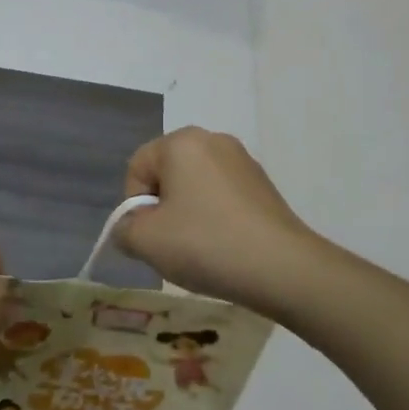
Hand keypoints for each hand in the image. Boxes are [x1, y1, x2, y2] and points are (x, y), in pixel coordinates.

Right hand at [113, 127, 322, 312]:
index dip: (135, 206)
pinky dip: (216, 219)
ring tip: (202, 251)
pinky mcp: (264, 185)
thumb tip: (132, 227)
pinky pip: (223, 197)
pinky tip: (226, 248)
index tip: (152, 236)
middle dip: (163, 209)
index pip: (137, 168)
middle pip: (167, 175)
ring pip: (195, 188)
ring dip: (189, 215)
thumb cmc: (206, 245)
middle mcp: (213, 140)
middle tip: (173, 245)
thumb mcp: (146, 242)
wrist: (284, 269)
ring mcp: (243, 161)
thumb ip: (124, 229)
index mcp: (181, 142)